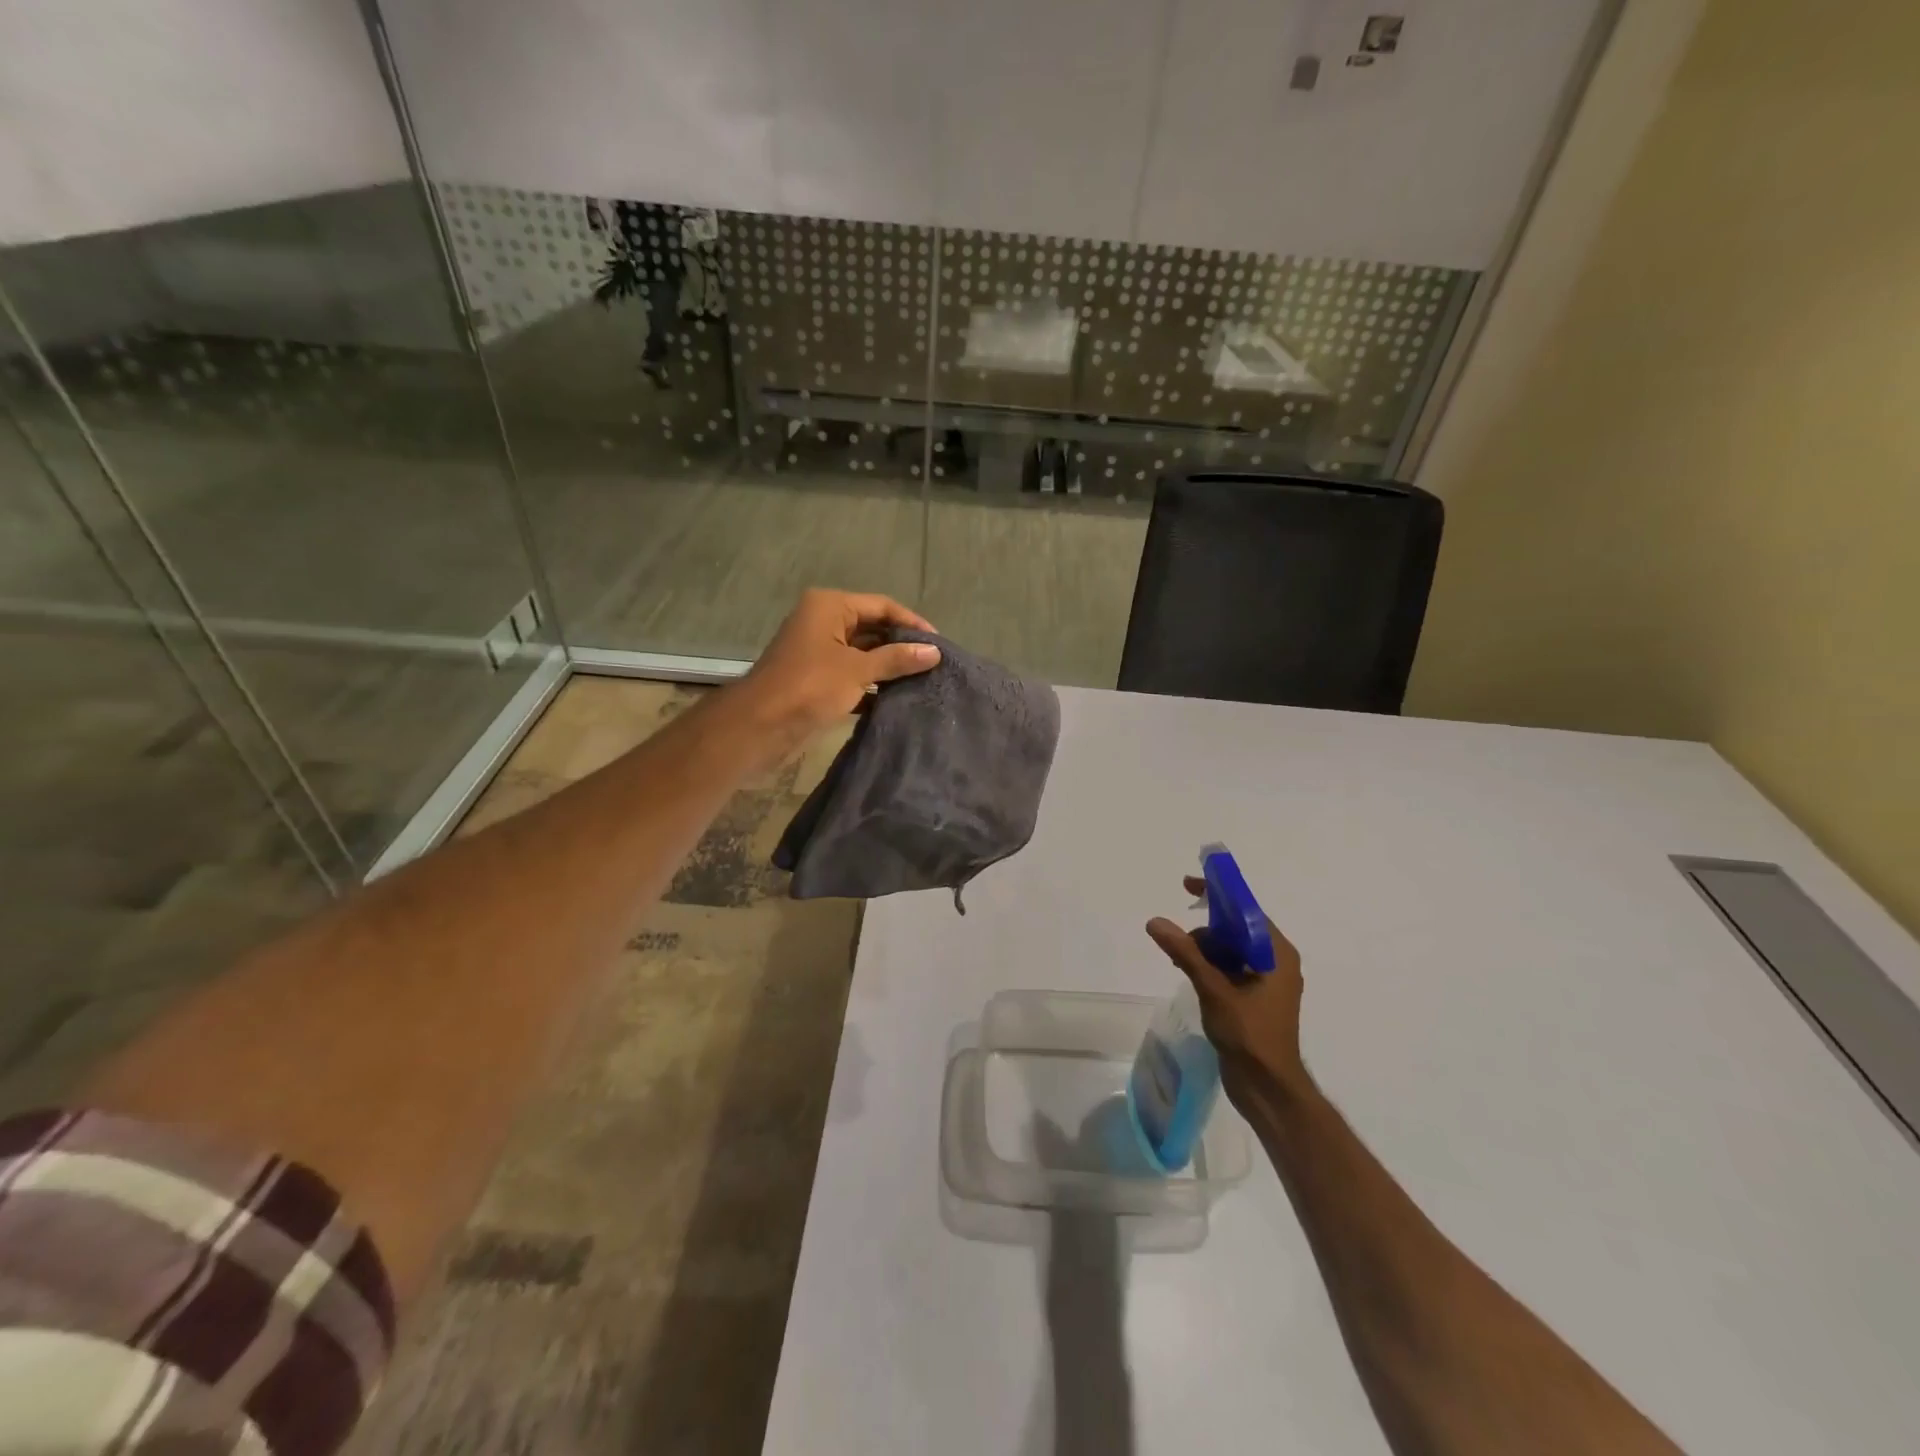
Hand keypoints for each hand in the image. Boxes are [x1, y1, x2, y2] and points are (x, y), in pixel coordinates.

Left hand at [731, 589, 941, 755]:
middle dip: (901, 646)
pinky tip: (897, 699)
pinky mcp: (817, 679)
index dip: (912, 623)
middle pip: (873, 628)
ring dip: (889, 668)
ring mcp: (818, 651)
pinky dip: (872, 686)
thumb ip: (897, 659)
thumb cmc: (809, 687)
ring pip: (863, 654)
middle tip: (934, 664)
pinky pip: (853, 676)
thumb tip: (934, 652)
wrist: (760, 726)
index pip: (882, 606)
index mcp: (830, 606)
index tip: (939, 644)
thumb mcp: (858, 670)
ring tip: (923, 681)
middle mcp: (823, 622)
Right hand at [1147, 876, 1308, 1108]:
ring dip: (1203, 949)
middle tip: (1179, 944)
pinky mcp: (1253, 997)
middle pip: (1235, 928)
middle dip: (1205, 930)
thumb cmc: (1250, 1035)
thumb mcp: (1214, 989)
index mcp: (1277, 953)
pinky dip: (1208, 965)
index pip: (1246, 909)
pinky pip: (1228, 968)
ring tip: (1180, 962)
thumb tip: (1155, 922)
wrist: (1268, 1088)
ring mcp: (1265, 981)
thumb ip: (1186, 953)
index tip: (1187, 885)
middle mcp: (1275, 961)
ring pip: (1229, 949)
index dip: (1217, 894)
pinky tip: (1187, 973)